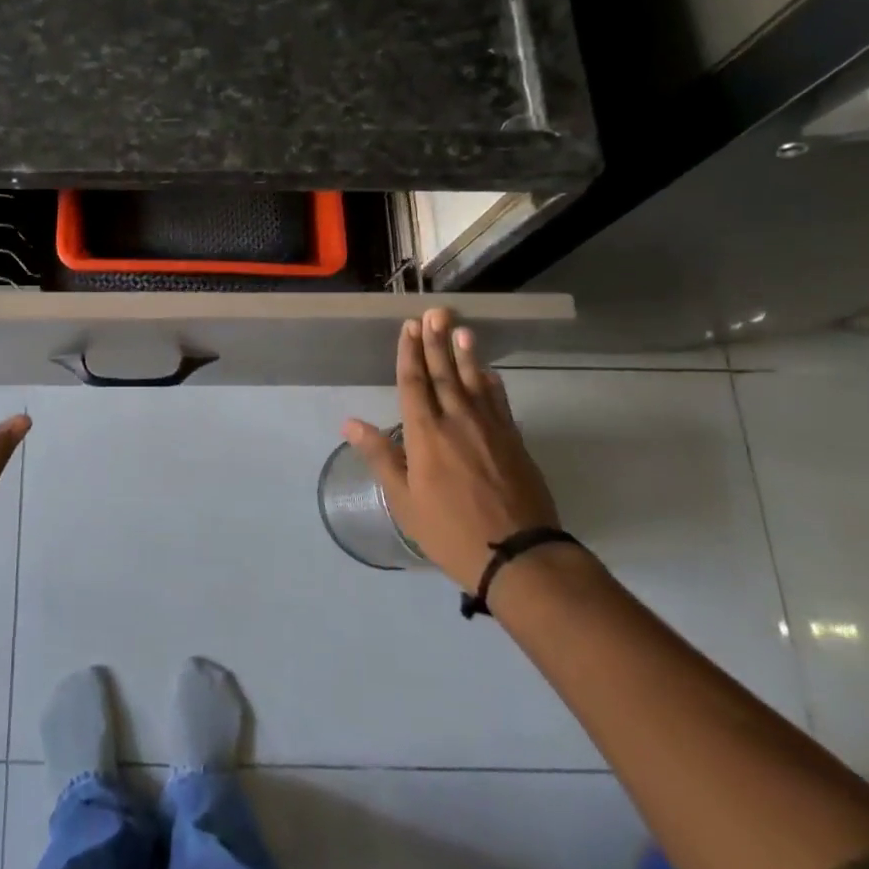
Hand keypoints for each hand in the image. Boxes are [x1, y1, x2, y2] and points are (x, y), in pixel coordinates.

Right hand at [343, 308, 559, 591]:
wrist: (518, 555)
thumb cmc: (449, 530)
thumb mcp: (404, 500)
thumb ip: (380, 456)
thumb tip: (350, 423)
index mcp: (425, 434)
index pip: (414, 383)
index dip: (410, 354)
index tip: (409, 327)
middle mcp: (457, 421)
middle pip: (445, 374)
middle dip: (436, 342)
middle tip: (435, 313)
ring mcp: (490, 429)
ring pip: (475, 382)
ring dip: (466, 354)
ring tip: (461, 329)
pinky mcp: (514, 442)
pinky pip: (500, 402)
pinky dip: (492, 384)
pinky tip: (489, 373)